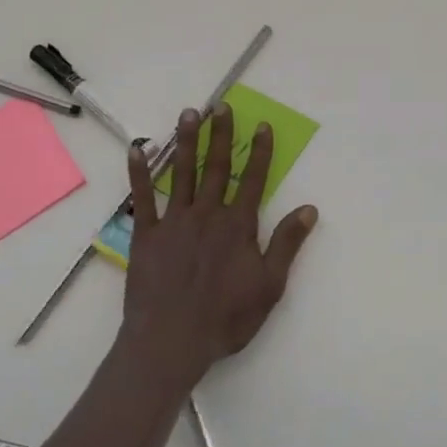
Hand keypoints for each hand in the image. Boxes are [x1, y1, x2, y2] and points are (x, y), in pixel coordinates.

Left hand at [120, 102, 318, 388]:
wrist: (171, 341)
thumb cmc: (225, 318)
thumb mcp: (269, 285)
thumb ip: (287, 243)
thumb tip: (309, 208)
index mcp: (237, 225)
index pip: (252, 179)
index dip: (259, 152)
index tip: (262, 125)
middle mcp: (207, 214)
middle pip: (216, 167)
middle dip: (220, 135)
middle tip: (221, 105)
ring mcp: (174, 221)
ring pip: (182, 173)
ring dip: (186, 142)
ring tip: (189, 113)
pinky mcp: (146, 235)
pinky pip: (142, 198)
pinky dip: (139, 173)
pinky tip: (137, 149)